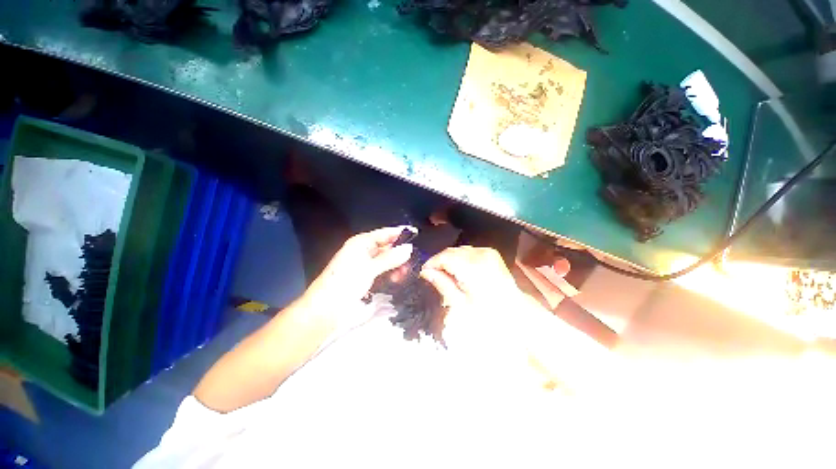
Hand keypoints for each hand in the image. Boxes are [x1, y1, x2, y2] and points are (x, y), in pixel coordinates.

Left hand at [303, 226, 414, 325]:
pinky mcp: (365, 276)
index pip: (384, 233)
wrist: (325, 309)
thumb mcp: (369, 268)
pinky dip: (390, 272)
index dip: (399, 233)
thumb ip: (390, 258)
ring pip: (385, 259)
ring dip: (396, 264)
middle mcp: (363, 251)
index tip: (416, 233)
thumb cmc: (346, 283)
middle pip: (386, 246)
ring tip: (406, 273)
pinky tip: (398, 278)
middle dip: (399, 252)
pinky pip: (382, 270)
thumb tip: (409, 248)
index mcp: (360, 243)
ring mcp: (364, 264)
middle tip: (414, 260)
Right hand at [420, 246, 532, 349]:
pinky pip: (469, 251)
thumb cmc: (488, 314)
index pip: (445, 257)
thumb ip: (442, 284)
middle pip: (451, 251)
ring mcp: (487, 252)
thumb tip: (426, 272)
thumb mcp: (461, 303)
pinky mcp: (491, 253)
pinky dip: (461, 259)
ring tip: (447, 276)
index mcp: (473, 267)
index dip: (432, 263)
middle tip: (434, 276)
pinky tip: (460, 272)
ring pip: (459, 250)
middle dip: (440, 262)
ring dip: (450, 260)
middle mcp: (481, 254)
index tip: (424, 273)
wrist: (516, 312)